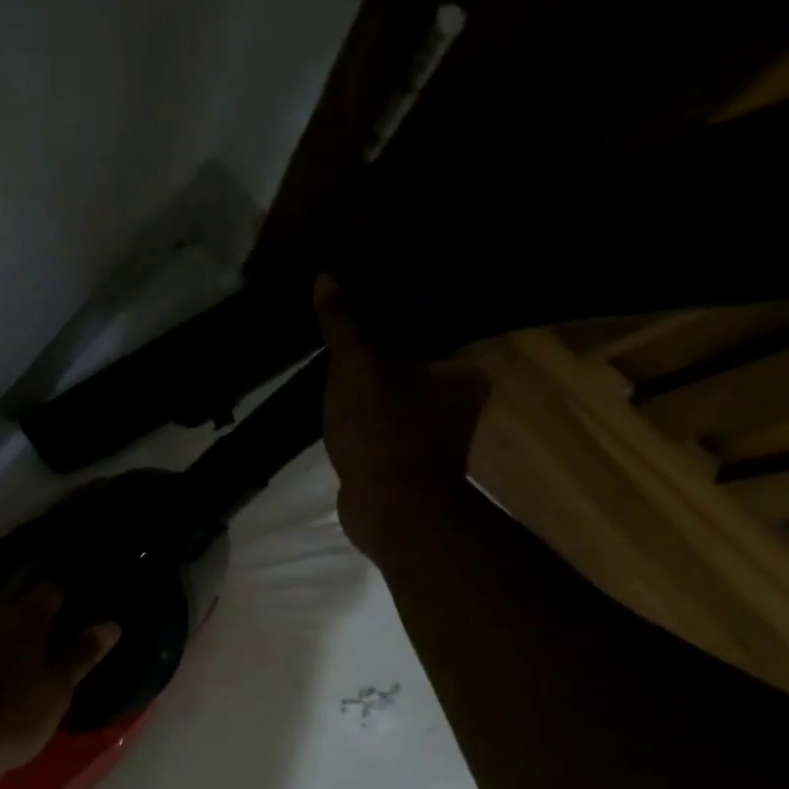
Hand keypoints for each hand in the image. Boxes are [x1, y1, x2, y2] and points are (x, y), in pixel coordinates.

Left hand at [0, 584, 119, 779]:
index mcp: (24, 621)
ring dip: (11, 651)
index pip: (49, 592)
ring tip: (28, 676)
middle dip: (38, 628)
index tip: (78, 611)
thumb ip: (80, 656)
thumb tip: (110, 624)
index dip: (65, 598)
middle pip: (20, 614)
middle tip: (58, 649)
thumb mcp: (55, 691)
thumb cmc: (7, 714)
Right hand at [315, 274, 489, 558]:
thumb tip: (326, 276)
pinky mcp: (402, 455)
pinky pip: (377, 419)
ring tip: (330, 353)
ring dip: (364, 379)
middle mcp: (456, 395)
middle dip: (375, 344)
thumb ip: (344, 324)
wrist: (390, 512)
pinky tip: (333, 397)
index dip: (394, 305)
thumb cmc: (385, 432)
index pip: (429, 322)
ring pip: (391, 390)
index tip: (361, 290)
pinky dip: (358, 411)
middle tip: (339, 319)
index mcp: (462, 368)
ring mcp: (429, 430)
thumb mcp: (358, 368)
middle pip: (408, 356)